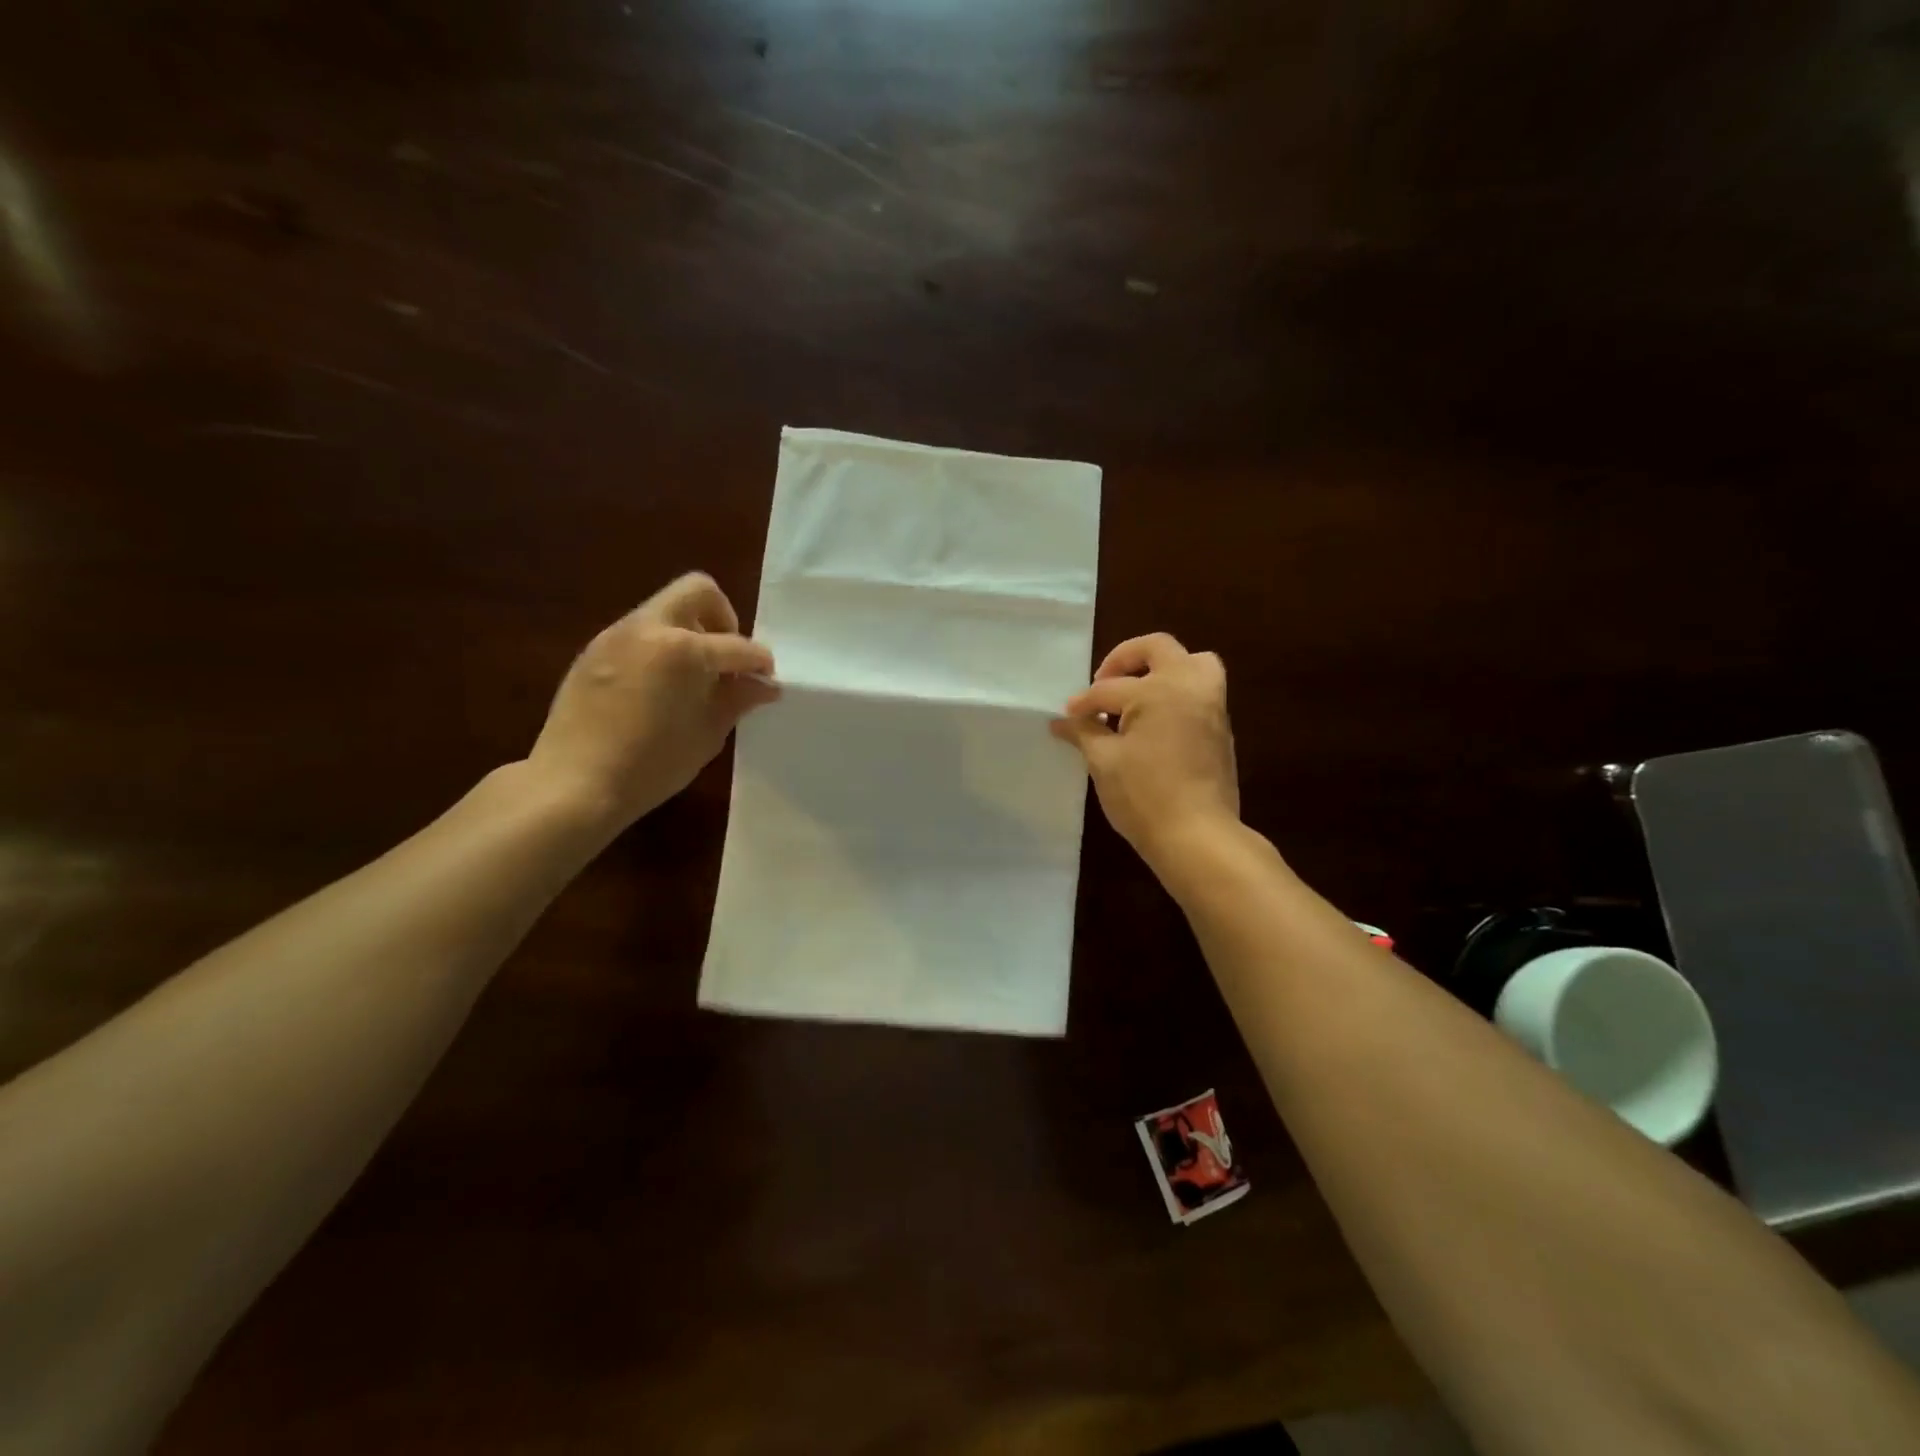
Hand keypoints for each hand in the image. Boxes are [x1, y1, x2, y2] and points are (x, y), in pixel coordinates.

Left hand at [527, 573, 777, 828]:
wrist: (574, 784)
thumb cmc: (651, 765)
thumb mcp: (707, 734)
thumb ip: (738, 700)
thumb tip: (765, 685)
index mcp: (683, 650)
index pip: (737, 646)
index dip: (759, 663)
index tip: (767, 680)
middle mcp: (649, 629)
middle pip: (698, 591)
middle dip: (723, 618)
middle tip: (725, 660)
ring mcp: (616, 636)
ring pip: (665, 610)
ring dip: (689, 632)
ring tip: (693, 678)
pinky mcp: (593, 651)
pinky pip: (639, 633)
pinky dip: (660, 647)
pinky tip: (659, 688)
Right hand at [1050, 633, 1239, 870]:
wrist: (1198, 836)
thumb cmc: (1144, 796)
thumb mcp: (1104, 762)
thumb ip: (1083, 733)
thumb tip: (1060, 722)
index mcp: (1157, 690)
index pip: (1108, 690)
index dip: (1082, 704)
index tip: (1065, 719)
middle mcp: (1189, 686)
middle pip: (1158, 648)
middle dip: (1124, 659)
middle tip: (1103, 684)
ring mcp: (1211, 705)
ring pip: (1193, 662)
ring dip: (1162, 668)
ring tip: (1137, 694)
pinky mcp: (1221, 727)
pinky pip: (1201, 690)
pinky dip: (1177, 691)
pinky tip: (1153, 721)